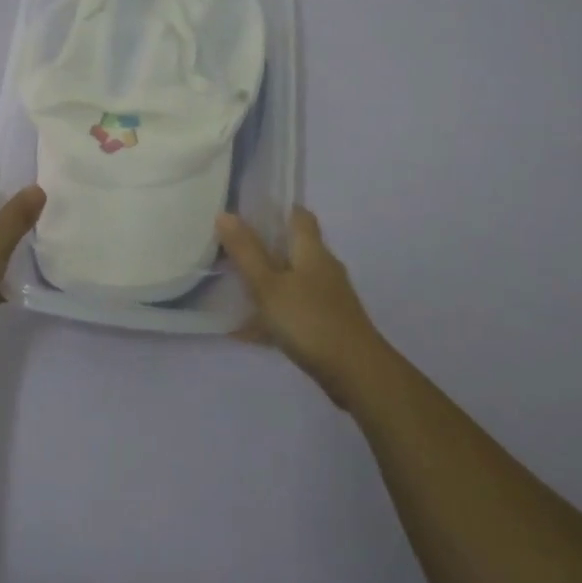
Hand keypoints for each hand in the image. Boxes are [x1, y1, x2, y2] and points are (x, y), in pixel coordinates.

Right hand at [217, 207, 385, 406]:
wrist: (356, 374)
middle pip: (294, 248)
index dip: (278, 208)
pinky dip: (272, 314)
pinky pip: (293, 310)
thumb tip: (225, 213)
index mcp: (312, 251)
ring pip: (292, 280)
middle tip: (231, 248)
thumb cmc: (309, 320)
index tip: (249, 210)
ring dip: (267, 282)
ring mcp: (327, 298)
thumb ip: (246, 251)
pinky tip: (245, 331)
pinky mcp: (327, 325)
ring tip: (233, 287)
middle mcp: (323, 269)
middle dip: (265, 247)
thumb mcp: (269, 285)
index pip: (299, 216)